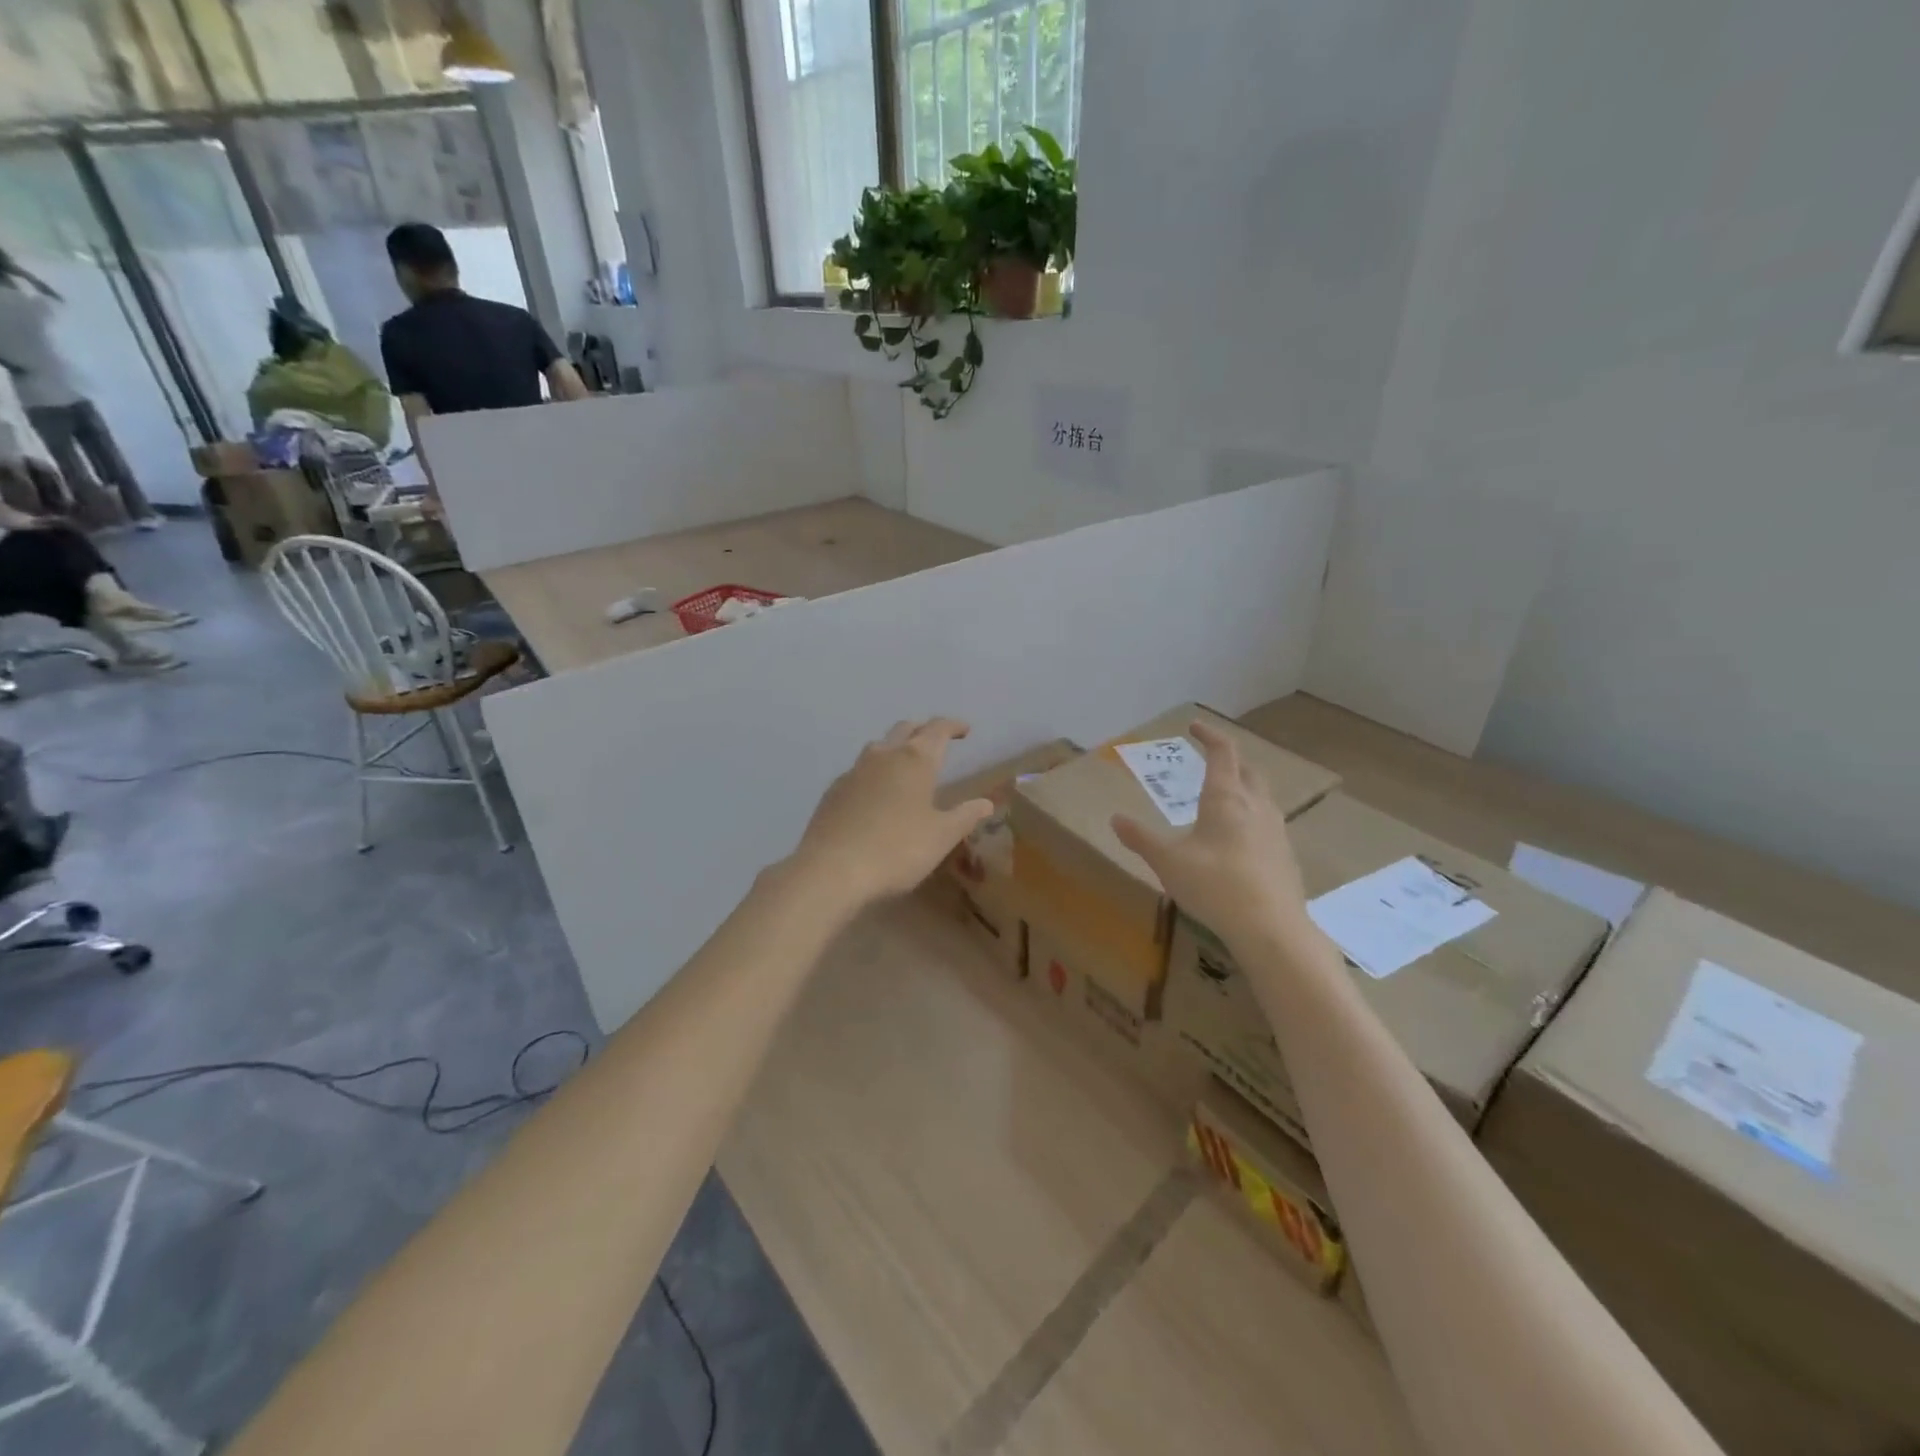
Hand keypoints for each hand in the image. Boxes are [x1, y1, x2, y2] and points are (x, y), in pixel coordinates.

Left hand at [790, 719, 992, 911]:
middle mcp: (883, 756)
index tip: (965, 730)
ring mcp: (854, 771)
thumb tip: (986, 803)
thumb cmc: (897, 850)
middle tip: (937, 742)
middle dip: (923, 731)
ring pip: (878, 746)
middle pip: (905, 729)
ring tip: (906, 765)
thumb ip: (965, 816)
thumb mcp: (941, 836)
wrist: (831, 869)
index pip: (938, 730)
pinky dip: (874, 772)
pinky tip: (876, 794)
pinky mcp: (833, 790)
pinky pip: (859, 770)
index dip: (953, 726)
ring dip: (896, 747)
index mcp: (915, 760)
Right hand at [1111, 721, 1309, 947]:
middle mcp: (1255, 806)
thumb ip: (1141, 839)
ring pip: (1262, 796)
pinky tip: (1239, 840)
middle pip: (1248, 770)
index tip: (1195, 727)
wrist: (1271, 928)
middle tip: (1211, 761)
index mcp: (1226, 798)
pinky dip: (1252, 817)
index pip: (1223, 752)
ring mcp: (1276, 830)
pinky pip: (1268, 823)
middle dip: (1230, 760)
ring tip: (1224, 799)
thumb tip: (1115, 819)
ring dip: (1244, 787)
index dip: (1209, 735)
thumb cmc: (1215, 885)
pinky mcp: (1285, 856)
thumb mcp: (1168, 862)